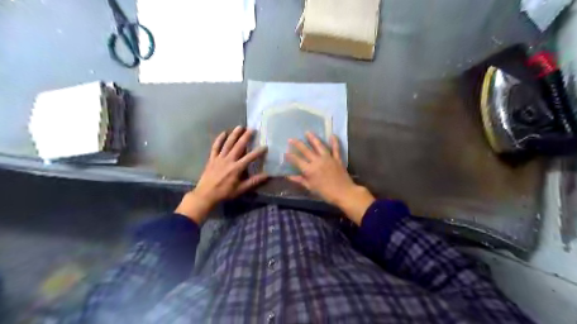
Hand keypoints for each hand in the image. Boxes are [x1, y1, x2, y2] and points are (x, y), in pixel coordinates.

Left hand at [175, 126, 267, 224]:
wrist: (206, 194)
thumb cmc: (225, 193)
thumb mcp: (241, 189)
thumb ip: (254, 181)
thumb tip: (267, 176)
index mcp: (236, 168)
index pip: (250, 157)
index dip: (258, 152)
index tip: (265, 146)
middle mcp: (229, 160)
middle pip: (238, 146)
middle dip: (246, 137)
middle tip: (252, 129)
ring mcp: (219, 158)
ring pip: (228, 143)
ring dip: (234, 134)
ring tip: (240, 127)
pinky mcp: (212, 158)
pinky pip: (215, 147)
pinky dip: (219, 139)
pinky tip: (223, 133)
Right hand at [286, 132, 376, 224]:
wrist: (344, 193)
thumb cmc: (325, 193)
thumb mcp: (311, 188)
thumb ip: (300, 180)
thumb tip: (288, 176)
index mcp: (309, 170)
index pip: (297, 160)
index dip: (290, 156)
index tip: (285, 152)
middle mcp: (317, 161)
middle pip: (306, 150)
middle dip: (297, 144)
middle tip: (291, 139)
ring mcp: (328, 158)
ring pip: (319, 146)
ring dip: (313, 138)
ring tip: (307, 132)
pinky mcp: (337, 158)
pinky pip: (336, 148)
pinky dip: (334, 141)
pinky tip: (332, 135)